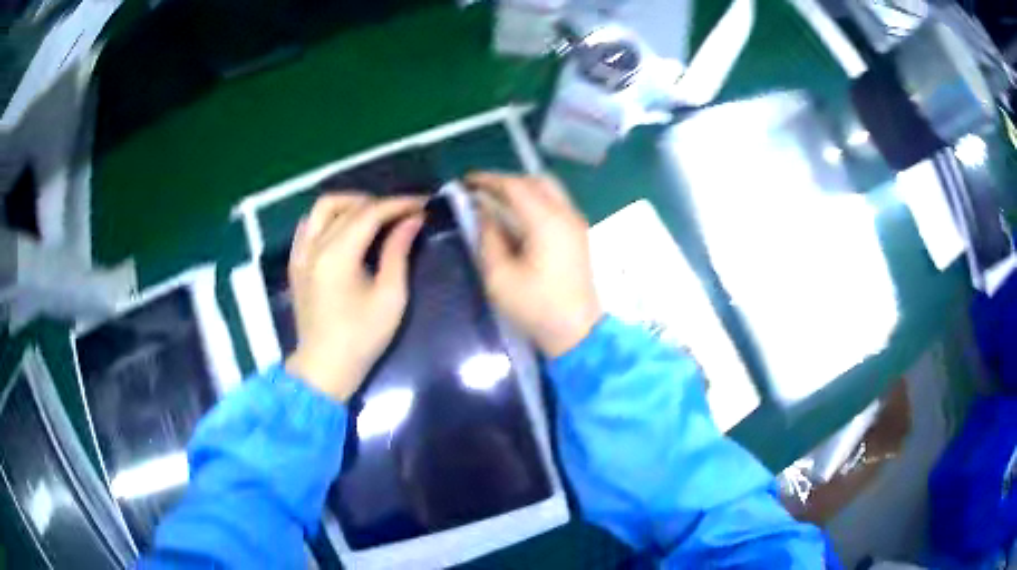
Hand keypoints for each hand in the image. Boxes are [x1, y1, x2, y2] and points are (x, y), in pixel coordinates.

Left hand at [284, 193, 423, 401]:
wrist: (324, 367)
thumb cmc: (361, 337)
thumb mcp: (390, 297)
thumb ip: (398, 252)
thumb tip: (412, 220)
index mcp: (337, 255)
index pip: (370, 213)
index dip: (398, 204)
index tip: (422, 204)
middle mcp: (314, 246)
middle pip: (346, 205)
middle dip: (378, 202)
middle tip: (402, 212)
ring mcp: (300, 253)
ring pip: (322, 208)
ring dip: (350, 204)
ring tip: (374, 215)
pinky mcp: (296, 262)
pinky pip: (309, 224)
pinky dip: (329, 217)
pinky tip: (345, 228)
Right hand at [468, 173, 601, 357]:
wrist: (577, 331)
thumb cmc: (536, 307)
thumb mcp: (500, 277)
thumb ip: (488, 237)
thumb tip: (482, 211)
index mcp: (546, 221)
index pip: (515, 186)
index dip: (488, 180)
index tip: (465, 181)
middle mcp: (566, 214)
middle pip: (536, 180)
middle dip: (507, 180)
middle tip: (481, 190)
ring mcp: (576, 223)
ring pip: (549, 189)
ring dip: (522, 188)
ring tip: (496, 200)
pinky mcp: (579, 234)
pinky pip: (556, 203)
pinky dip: (535, 199)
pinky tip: (517, 215)